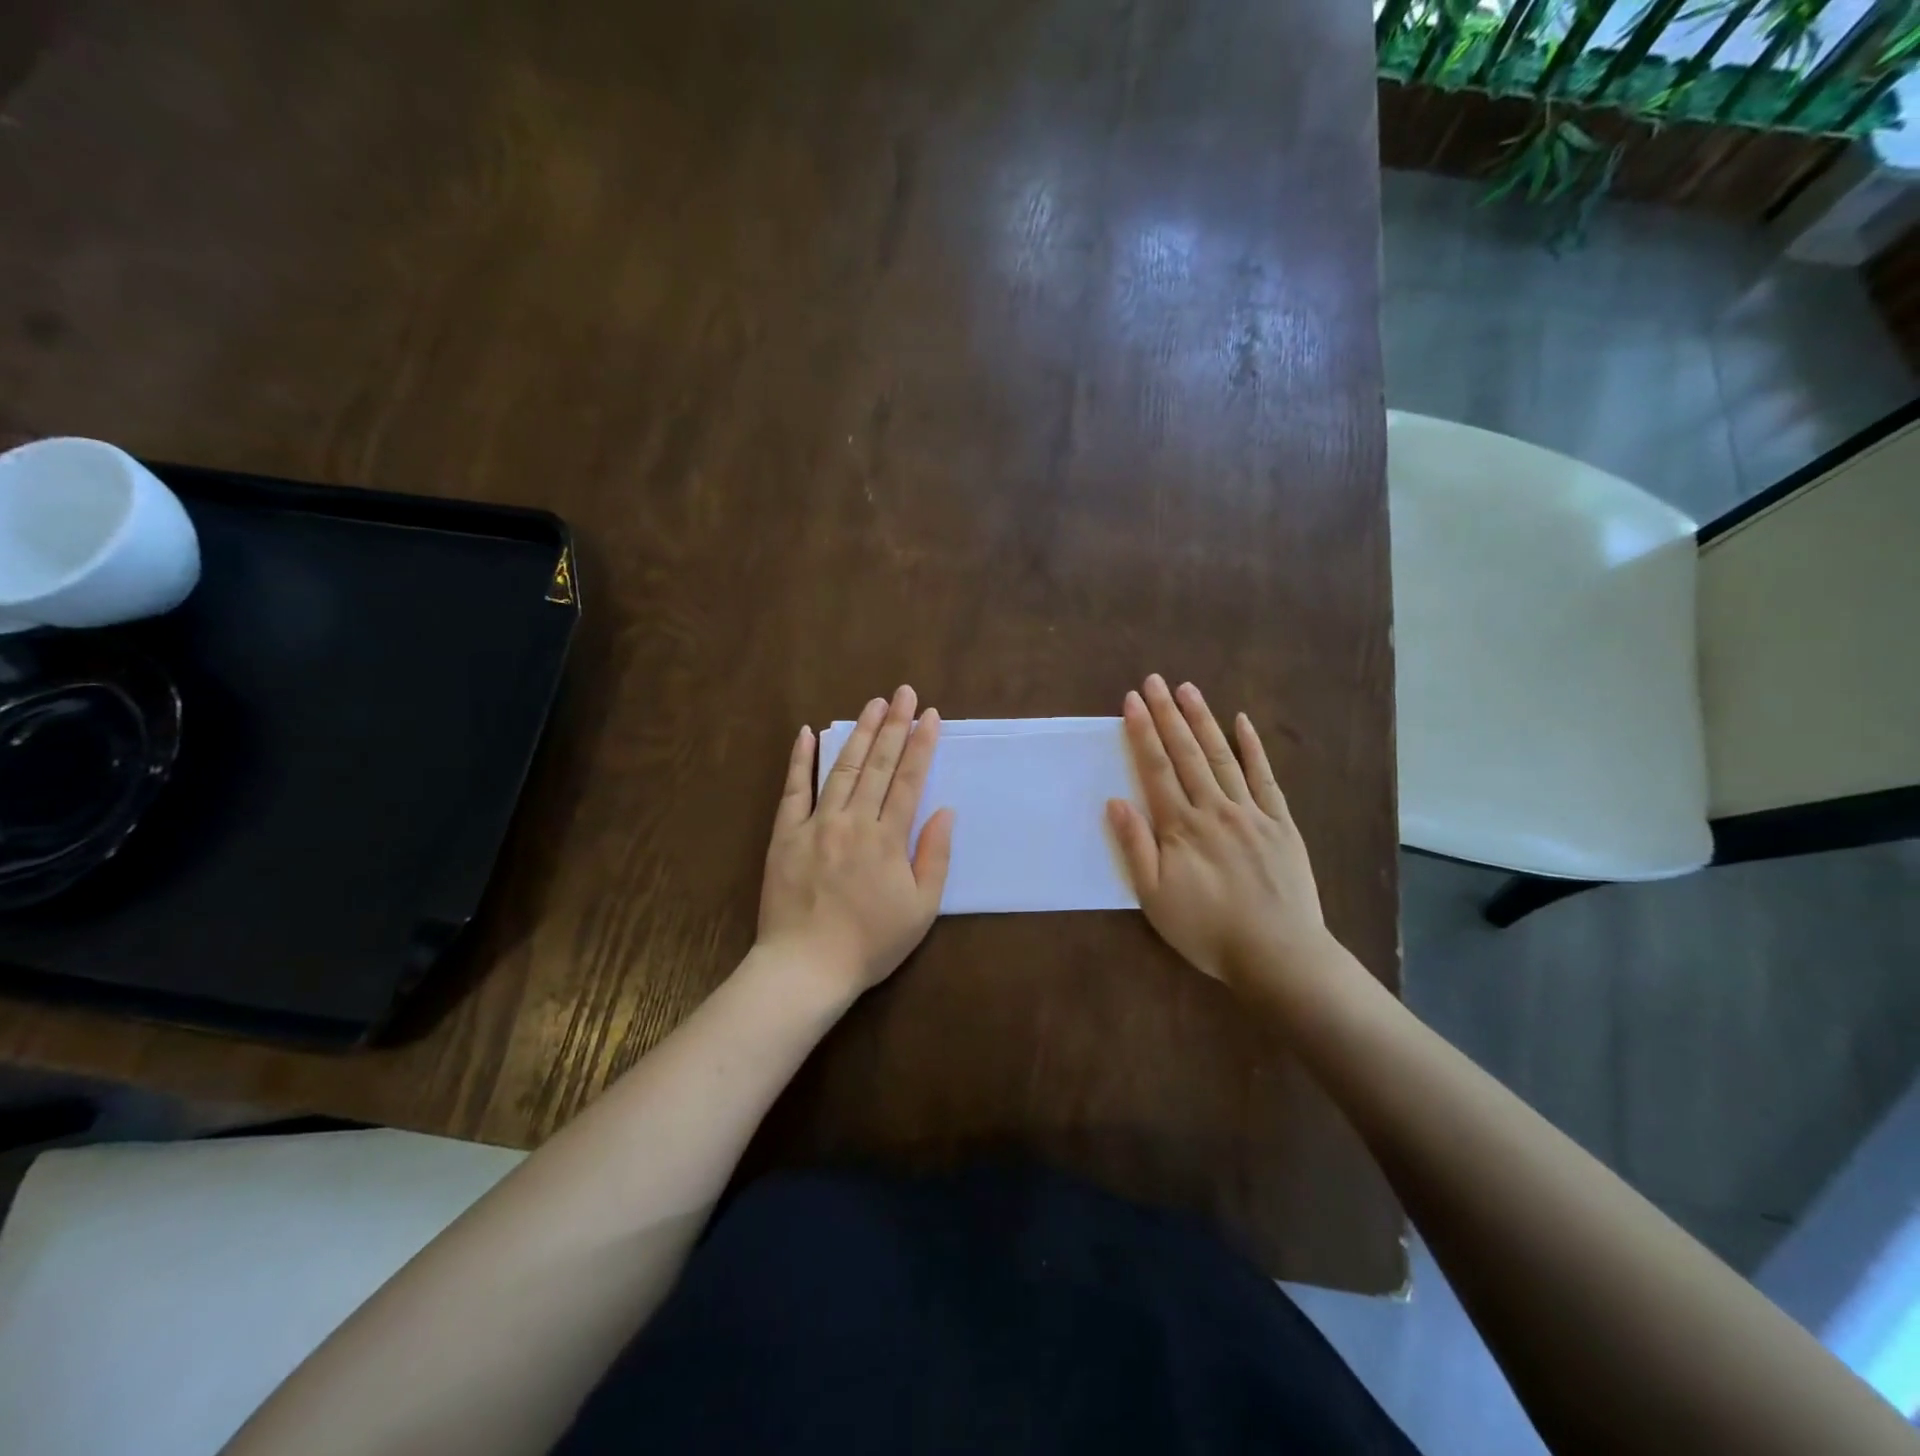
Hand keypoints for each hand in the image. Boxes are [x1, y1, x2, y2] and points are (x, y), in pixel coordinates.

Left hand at [758, 685, 954, 998]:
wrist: (805, 968)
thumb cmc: (870, 943)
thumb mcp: (920, 909)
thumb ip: (935, 857)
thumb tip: (945, 811)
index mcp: (887, 839)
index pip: (909, 780)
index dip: (921, 745)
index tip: (930, 715)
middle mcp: (852, 821)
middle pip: (878, 764)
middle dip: (894, 725)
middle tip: (903, 692)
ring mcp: (815, 824)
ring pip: (842, 768)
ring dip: (859, 733)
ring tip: (873, 703)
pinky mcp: (785, 835)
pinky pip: (793, 790)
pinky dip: (800, 760)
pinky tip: (807, 733)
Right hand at [1107, 674, 1334, 990]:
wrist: (1278, 954)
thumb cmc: (1207, 930)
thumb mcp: (1155, 899)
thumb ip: (1135, 847)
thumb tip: (1115, 801)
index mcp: (1181, 827)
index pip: (1156, 769)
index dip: (1142, 733)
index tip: (1131, 701)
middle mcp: (1214, 809)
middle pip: (1186, 753)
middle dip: (1168, 714)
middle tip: (1155, 681)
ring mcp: (1251, 813)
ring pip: (1222, 757)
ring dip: (1203, 720)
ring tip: (1188, 689)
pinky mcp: (1280, 823)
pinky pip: (1265, 778)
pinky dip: (1253, 748)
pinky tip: (1242, 722)